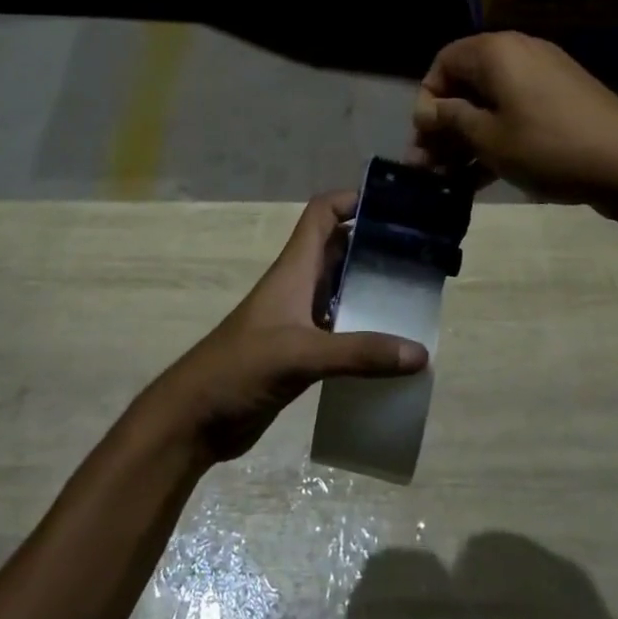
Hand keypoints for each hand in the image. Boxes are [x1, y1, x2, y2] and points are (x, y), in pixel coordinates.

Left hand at [148, 192, 427, 462]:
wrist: (196, 418)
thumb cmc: (239, 368)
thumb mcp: (300, 355)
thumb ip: (359, 353)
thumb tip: (420, 353)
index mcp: (294, 269)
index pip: (323, 214)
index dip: (354, 199)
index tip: (396, 206)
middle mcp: (299, 285)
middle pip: (340, 248)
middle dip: (376, 245)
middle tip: (421, 254)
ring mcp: (300, 319)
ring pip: (343, 289)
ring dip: (374, 289)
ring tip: (417, 296)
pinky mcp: (301, 351)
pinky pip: (341, 329)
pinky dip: (366, 330)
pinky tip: (393, 347)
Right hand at [407, 32, 617, 205]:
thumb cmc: (548, 146)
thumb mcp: (488, 138)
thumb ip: (450, 121)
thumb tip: (426, 112)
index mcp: (496, 51)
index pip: (443, 63)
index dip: (427, 101)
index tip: (423, 138)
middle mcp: (518, 54)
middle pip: (466, 84)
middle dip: (444, 126)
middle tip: (429, 165)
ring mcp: (543, 77)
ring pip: (491, 103)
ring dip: (467, 138)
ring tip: (451, 178)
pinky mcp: (561, 101)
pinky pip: (516, 113)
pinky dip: (496, 138)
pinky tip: (481, 178)